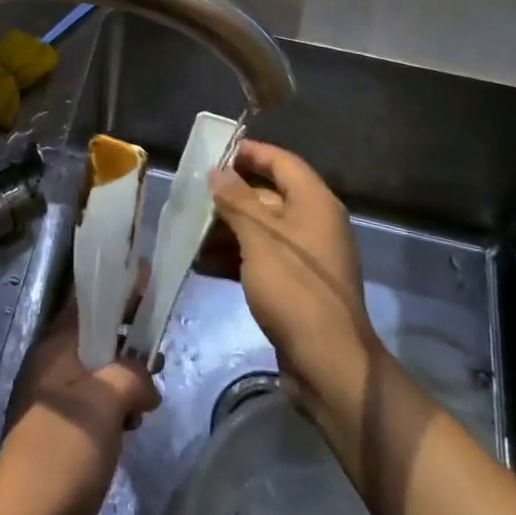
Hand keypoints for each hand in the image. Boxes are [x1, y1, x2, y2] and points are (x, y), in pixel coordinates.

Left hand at [0, 295, 158, 514]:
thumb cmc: (63, 453)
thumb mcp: (106, 401)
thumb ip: (132, 375)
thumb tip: (147, 385)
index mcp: (55, 347)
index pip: (87, 300)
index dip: (117, 286)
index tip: (148, 276)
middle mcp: (52, 365)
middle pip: (95, 333)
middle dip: (128, 331)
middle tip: (161, 337)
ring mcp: (56, 400)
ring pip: (99, 368)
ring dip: (127, 371)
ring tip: (156, 381)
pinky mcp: (64, 431)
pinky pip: (97, 400)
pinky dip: (118, 401)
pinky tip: (138, 418)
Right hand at [205, 140, 376, 423]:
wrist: (327, 362)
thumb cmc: (294, 289)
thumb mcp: (260, 239)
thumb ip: (237, 201)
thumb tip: (218, 171)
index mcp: (314, 203)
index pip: (282, 162)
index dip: (251, 153)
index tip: (216, 152)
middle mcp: (314, 223)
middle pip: (268, 196)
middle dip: (229, 196)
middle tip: (192, 195)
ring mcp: (305, 257)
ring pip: (260, 230)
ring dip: (226, 230)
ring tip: (188, 232)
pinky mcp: (295, 286)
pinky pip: (261, 259)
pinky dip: (234, 258)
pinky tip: (201, 264)